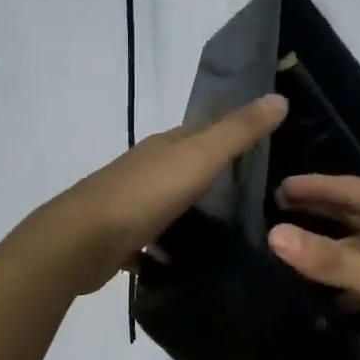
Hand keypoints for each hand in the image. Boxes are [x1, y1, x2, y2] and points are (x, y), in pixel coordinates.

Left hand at [36, 94, 287, 295]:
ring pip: (170, 201)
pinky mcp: (120, 237)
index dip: (233, 133)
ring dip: (193, 211)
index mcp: (166, 145)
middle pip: (187, 165)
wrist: (81, 242)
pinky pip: (152, 239)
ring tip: (230, 233)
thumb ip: (238, 131)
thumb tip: (279, 97)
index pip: (204, 130)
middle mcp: (146, 168)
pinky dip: (168, 246)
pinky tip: (188, 262)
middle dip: (216, 175)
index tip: (266, 146)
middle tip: (257, 196)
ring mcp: (130, 202)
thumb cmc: (144, 194)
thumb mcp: (199, 158)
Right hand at [268, 176, 359, 359]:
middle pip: (358, 214)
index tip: (277, 188)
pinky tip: (329, 297)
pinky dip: (355, 281)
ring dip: (335, 253)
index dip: (314, 187)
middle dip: (320, 216)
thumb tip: (275, 234)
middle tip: (276, 216)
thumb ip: (329, 259)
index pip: (350, 188)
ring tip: (293, 257)